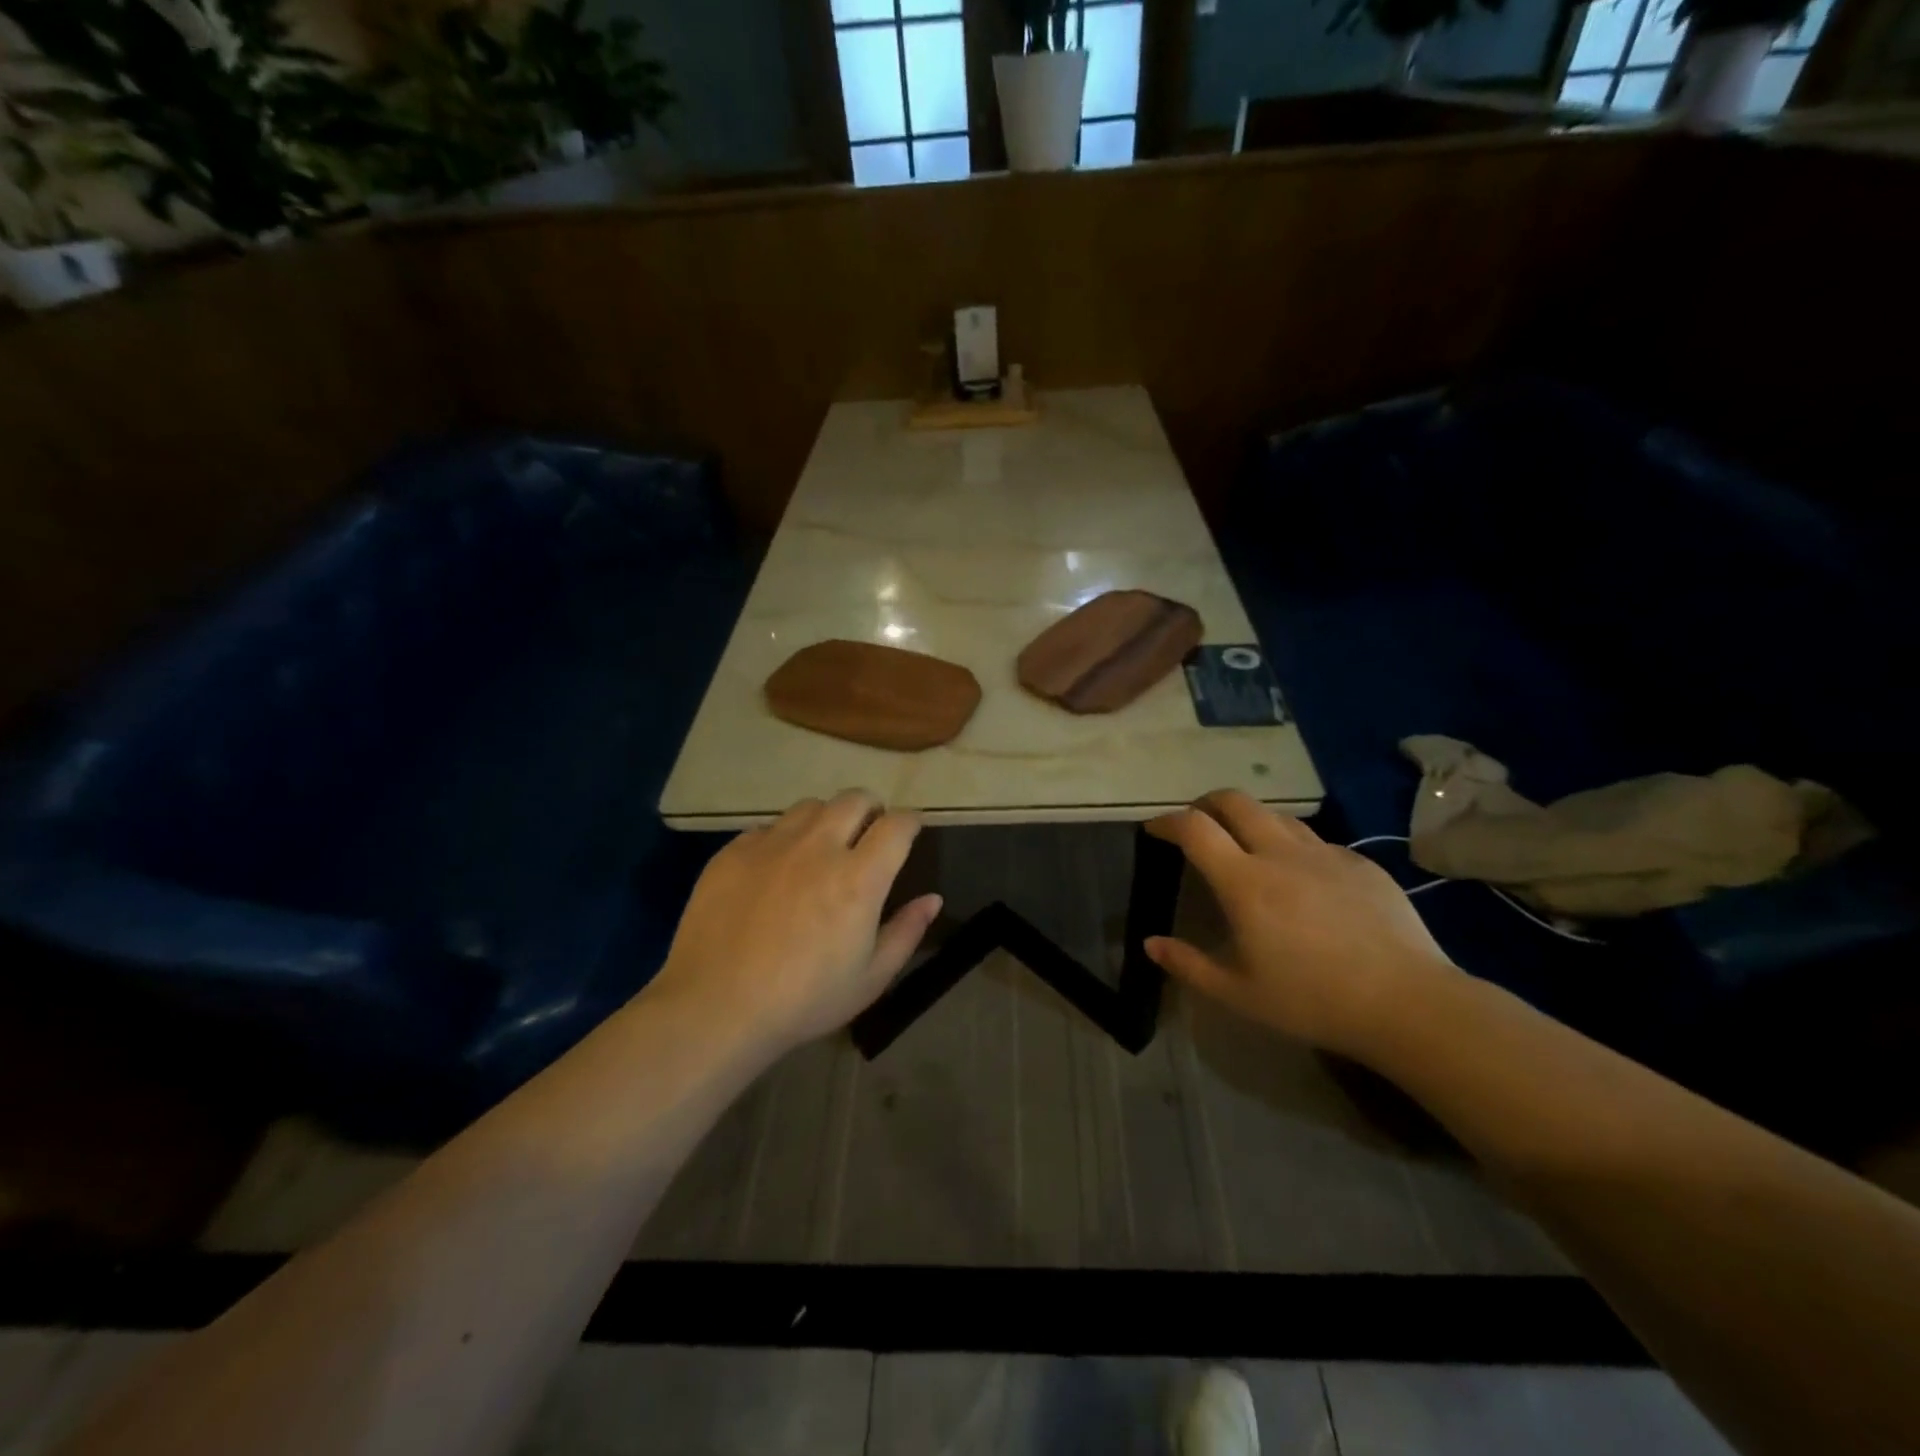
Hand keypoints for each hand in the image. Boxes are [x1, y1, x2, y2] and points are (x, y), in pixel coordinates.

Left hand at [650, 791, 941, 1053]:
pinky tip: (777, 867)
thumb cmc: (804, 1000)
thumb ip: (906, 932)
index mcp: (859, 878)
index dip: (911, 821)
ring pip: (810, 806)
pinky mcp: (734, 852)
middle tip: (869, 831)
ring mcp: (772, 845)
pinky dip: (784, 837)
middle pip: (854, 799)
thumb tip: (932, 898)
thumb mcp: (870, 978)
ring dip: (828, 818)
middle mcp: (818, 848)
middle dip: (871, 808)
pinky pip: (768, 827)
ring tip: (823, 844)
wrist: (715, 1008)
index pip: (897, 825)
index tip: (911, 830)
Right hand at [1143, 791, 1458, 1057]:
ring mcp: (1325, 854)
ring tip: (1245, 845)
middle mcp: (1281, 854)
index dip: (1168, 821)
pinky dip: (1293, 846)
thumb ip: (1189, 964)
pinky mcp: (1361, 864)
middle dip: (1206, 803)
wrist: (1408, 1003)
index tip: (1154, 829)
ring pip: (1277, 816)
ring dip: (1250, 820)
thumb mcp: (1239, 993)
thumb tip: (1151, 943)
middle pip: (1235, 801)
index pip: (1195, 828)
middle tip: (1196, 823)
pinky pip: (1315, 842)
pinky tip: (1302, 880)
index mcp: (1244, 882)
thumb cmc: (1313, 1000)